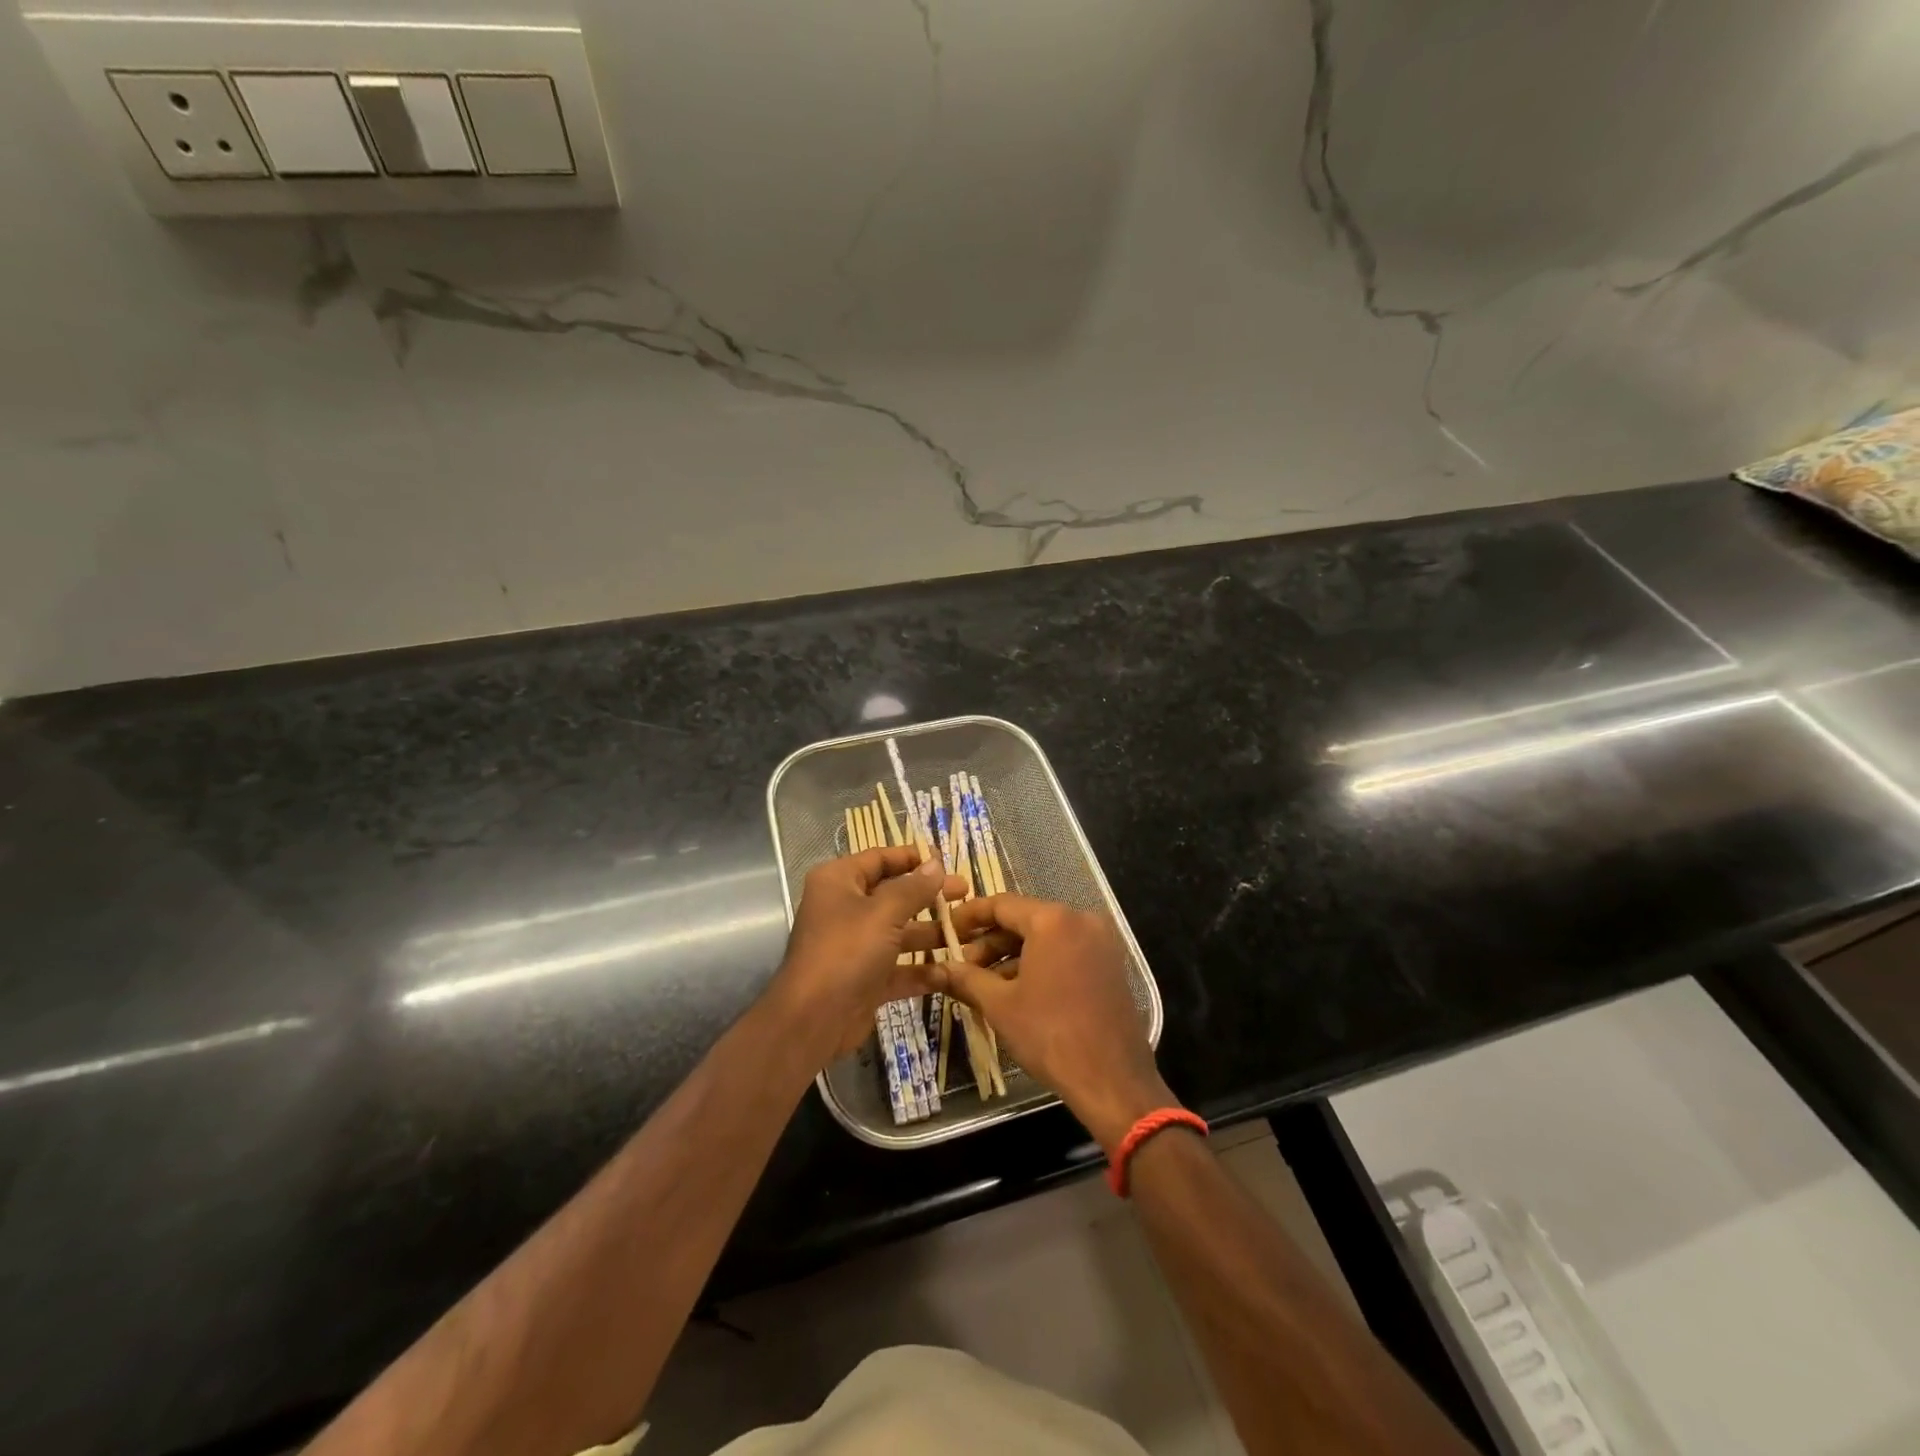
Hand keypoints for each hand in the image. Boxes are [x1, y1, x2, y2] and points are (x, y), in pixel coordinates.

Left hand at [769, 847, 964, 1064]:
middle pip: (894, 895)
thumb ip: (914, 888)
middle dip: (930, 895)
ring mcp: (856, 946)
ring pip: (900, 933)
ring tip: (970, 930)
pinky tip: (955, 969)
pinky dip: (924, 970)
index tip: (946, 859)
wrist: (813, 1020)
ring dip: (932, 933)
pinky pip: (900, 967)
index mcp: (839, 882)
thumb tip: (936, 863)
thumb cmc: (846, 951)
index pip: (879, 859)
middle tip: (965, 892)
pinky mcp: (867, 979)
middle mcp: (845, 909)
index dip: (912, 857)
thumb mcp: (883, 913)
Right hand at [940, 895, 1175, 1153]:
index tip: (945, 930)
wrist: (1112, 1080)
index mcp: (1053, 920)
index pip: (1001, 904)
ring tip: (982, 984)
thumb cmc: (1050, 1034)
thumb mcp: (1000, 1005)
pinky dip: (1038, 964)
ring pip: (1045, 938)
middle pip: (1024, 919)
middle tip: (960, 966)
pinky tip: (1015, 991)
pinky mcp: (1109, 965)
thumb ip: (966, 979)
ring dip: (1011, 956)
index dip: (968, 916)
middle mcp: (1080, 920)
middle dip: (989, 942)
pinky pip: (1065, 952)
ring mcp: (1100, 942)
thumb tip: (937, 969)